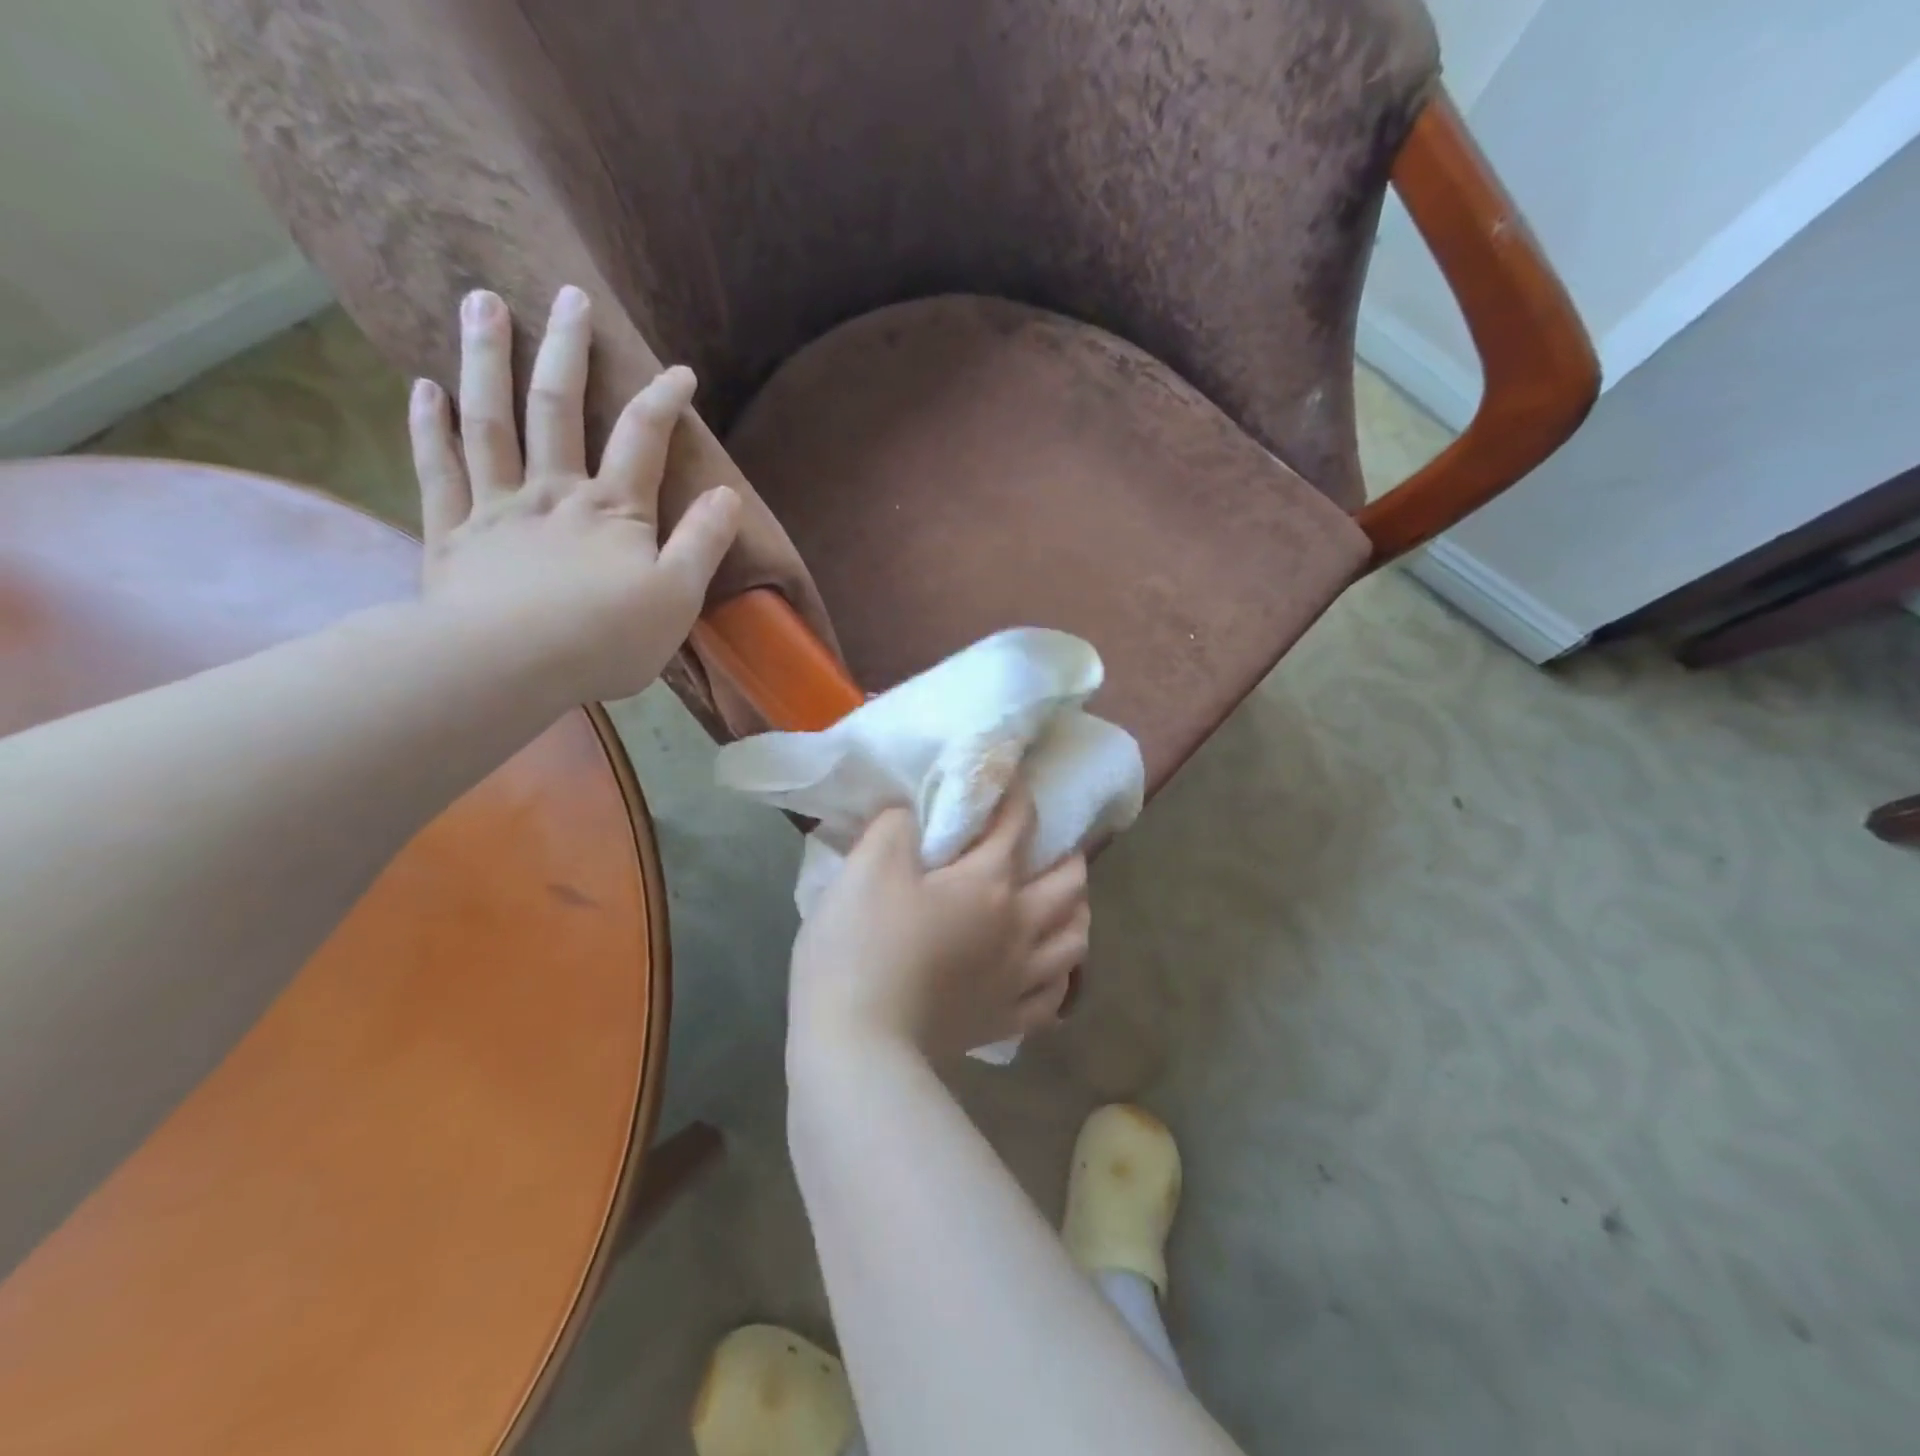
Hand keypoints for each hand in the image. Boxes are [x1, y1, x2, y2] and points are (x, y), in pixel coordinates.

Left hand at [408, 286, 741, 702]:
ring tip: (483, 301)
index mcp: (613, 511)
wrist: (507, 667)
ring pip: (491, 421)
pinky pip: (439, 469)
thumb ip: (703, 542)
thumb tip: (728, 494)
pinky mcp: (453, 533)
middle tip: (567, 295)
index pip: (644, 440)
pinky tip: (424, 385)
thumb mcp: (678, 597)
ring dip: (488, 359)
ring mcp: (497, 507)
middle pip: (559, 409)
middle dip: (567, 350)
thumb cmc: (605, 638)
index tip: (679, 371)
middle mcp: (554, 493)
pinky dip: (428, 425)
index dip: (664, 401)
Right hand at [788, 790, 1090, 1062]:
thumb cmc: (862, 947)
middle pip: (1070, 884)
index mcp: (989, 884)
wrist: (857, 1045)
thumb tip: (914, 814)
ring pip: (1075, 940)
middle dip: (1067, 855)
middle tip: (1050, 846)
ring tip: (1061, 904)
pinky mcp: (1004, 1023)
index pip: (1018, 825)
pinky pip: (1053, 998)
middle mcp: (1019, 927)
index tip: (1010, 776)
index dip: (1017, 794)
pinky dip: (1059, 977)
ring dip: (1076, 913)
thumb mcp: (868, 866)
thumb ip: (896, 825)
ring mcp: (1017, 980)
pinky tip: (1046, 970)